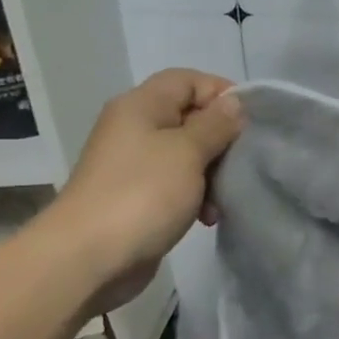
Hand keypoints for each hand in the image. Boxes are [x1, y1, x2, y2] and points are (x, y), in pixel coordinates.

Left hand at [41, 70, 243, 312]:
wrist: (88, 258)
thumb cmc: (142, 194)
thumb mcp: (188, 152)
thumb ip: (216, 124)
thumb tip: (233, 104)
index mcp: (141, 106)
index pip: (188, 80)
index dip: (221, 93)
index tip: (250, 122)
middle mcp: (135, 128)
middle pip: (190, 117)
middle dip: (221, 139)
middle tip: (241, 163)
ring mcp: (135, 164)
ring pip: (187, 154)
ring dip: (212, 173)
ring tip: (222, 198)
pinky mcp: (138, 196)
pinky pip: (177, 184)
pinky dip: (197, 195)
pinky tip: (207, 217)